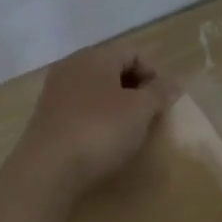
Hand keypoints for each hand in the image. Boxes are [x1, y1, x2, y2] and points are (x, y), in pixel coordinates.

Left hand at [8, 45, 179, 201]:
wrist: (48, 168)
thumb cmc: (100, 130)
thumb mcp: (140, 111)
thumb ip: (159, 93)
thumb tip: (175, 82)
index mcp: (96, 56)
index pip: (133, 52)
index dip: (154, 73)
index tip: (164, 101)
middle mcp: (72, 66)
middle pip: (112, 69)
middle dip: (136, 88)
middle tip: (150, 115)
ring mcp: (55, 91)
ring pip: (95, 89)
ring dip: (116, 104)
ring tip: (129, 129)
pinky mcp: (46, 116)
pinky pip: (80, 108)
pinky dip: (97, 117)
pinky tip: (103, 139)